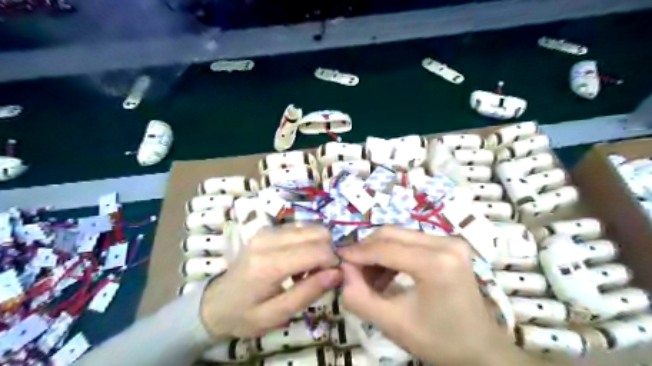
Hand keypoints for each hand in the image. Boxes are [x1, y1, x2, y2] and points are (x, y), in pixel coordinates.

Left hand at [199, 226, 341, 339]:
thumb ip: (308, 293)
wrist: (216, 303)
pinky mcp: (269, 229)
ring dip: (318, 247)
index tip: (334, 277)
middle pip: (317, 232)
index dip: (333, 261)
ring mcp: (268, 230)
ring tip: (307, 270)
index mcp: (268, 264)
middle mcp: (269, 239)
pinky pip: (301, 229)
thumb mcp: (276, 315)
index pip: (316, 250)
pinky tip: (299, 262)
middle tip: (320, 274)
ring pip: (311, 228)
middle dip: (328, 251)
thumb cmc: (245, 315)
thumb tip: (338, 272)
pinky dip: (309, 243)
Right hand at [339, 229, 531, 364]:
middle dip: (367, 249)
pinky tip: (387, 273)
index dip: (357, 252)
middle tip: (352, 270)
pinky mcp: (450, 245)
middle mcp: (446, 243)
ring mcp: (451, 241)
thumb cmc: (439, 340)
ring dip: (379, 252)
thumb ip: (360, 297)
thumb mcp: (393, 324)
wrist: (481, 349)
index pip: (385, 249)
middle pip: (392, 234)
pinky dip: (394, 254)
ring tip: (370, 277)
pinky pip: (411, 241)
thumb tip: (344, 271)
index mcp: (437, 263)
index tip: (337, 258)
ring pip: (400, 235)